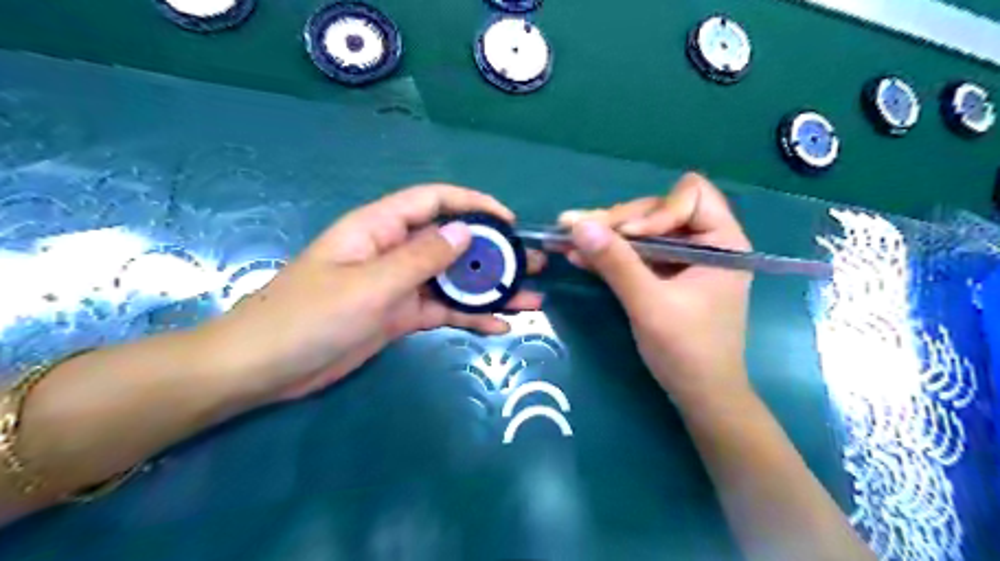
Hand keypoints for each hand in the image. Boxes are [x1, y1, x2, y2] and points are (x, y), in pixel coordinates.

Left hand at [203, 185, 544, 403]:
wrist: (266, 369)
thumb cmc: (309, 317)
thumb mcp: (369, 285)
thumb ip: (419, 258)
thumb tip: (466, 230)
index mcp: (380, 229)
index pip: (433, 201)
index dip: (473, 204)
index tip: (509, 222)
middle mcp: (394, 251)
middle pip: (452, 243)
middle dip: (493, 252)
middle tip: (534, 265)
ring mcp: (399, 285)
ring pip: (453, 280)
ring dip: (490, 288)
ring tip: (531, 298)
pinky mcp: (400, 315)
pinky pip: (443, 309)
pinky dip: (470, 316)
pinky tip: (500, 325)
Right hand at [562, 174, 750, 404]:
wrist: (700, 395)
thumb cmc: (688, 351)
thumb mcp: (649, 305)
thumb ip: (616, 263)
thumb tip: (577, 225)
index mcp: (722, 242)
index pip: (691, 195)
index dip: (656, 211)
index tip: (628, 238)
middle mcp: (705, 242)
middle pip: (658, 210)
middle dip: (618, 222)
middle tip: (578, 231)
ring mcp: (683, 259)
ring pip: (642, 230)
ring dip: (606, 235)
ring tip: (567, 237)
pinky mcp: (665, 275)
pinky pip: (636, 253)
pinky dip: (610, 253)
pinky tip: (579, 255)